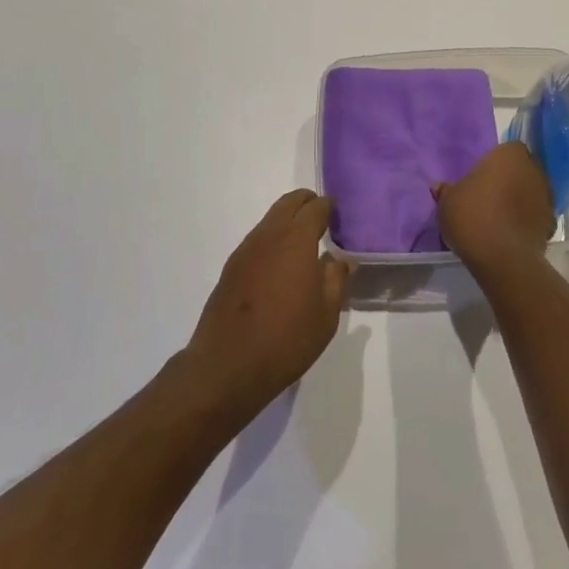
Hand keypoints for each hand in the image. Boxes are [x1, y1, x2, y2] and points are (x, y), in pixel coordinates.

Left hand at [184, 190, 348, 418]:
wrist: (227, 367)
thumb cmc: (286, 340)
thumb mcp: (326, 315)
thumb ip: (336, 279)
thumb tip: (341, 259)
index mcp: (297, 240)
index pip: (316, 207)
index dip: (329, 207)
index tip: (339, 218)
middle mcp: (269, 235)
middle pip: (289, 202)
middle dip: (307, 203)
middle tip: (322, 221)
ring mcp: (246, 249)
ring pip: (271, 219)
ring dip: (288, 221)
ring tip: (302, 245)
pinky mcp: (231, 267)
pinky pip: (257, 239)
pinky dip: (272, 239)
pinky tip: (278, 266)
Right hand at [432, 143, 554, 276]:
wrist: (502, 258)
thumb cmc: (472, 216)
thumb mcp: (448, 202)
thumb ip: (446, 191)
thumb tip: (438, 186)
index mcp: (509, 155)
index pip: (507, 150)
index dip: (496, 163)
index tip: (483, 177)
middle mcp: (533, 169)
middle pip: (522, 169)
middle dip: (510, 180)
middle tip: (490, 196)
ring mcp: (546, 197)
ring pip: (531, 192)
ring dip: (520, 200)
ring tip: (499, 218)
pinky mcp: (551, 224)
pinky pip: (536, 216)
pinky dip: (527, 222)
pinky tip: (510, 234)